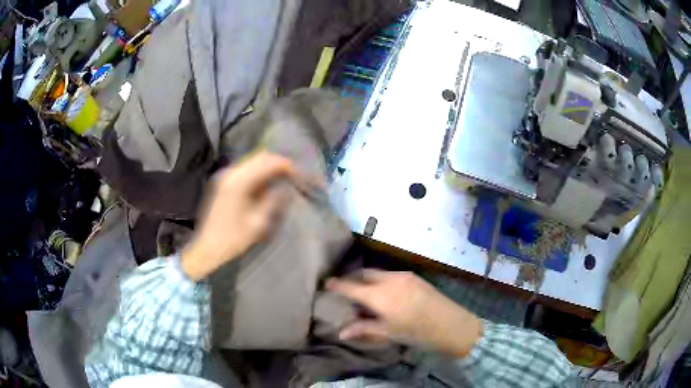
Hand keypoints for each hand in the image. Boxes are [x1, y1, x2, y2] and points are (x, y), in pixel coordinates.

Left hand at [181, 151, 299, 280]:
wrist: (207, 248)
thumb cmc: (233, 238)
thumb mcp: (258, 222)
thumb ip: (273, 201)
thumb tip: (286, 188)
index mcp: (239, 182)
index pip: (267, 162)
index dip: (285, 165)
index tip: (299, 174)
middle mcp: (231, 173)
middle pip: (259, 157)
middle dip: (278, 163)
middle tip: (293, 175)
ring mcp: (225, 177)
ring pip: (252, 162)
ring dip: (268, 167)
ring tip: (283, 179)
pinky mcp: (224, 183)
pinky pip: (245, 170)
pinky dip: (258, 173)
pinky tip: (267, 184)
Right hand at [326, 270, 482, 357]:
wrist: (449, 323)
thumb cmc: (415, 331)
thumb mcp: (387, 332)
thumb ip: (363, 329)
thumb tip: (342, 332)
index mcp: (378, 295)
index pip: (351, 287)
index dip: (337, 285)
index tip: (326, 282)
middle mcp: (388, 280)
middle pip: (364, 274)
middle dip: (352, 278)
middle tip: (345, 288)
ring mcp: (403, 275)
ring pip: (377, 273)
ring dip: (367, 279)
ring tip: (365, 293)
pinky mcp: (413, 276)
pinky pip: (390, 275)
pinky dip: (381, 280)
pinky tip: (385, 292)